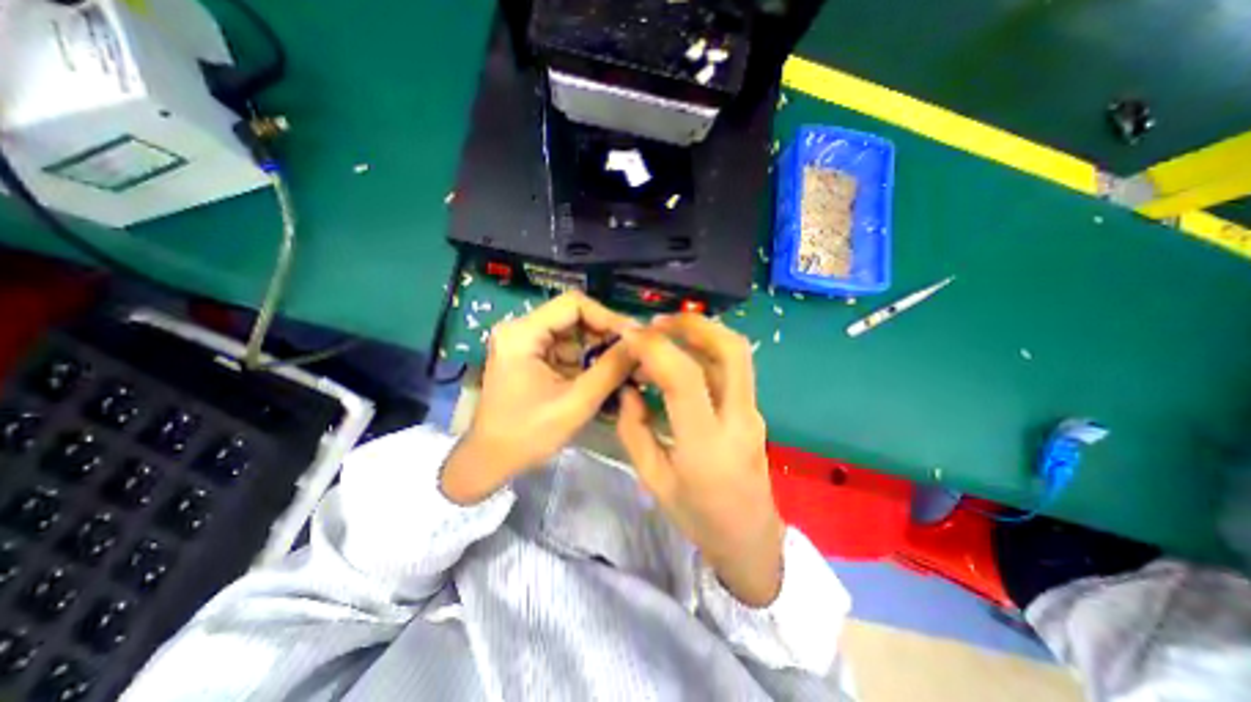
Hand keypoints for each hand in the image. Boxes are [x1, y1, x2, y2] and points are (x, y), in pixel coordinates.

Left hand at [439, 292, 636, 502]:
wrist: (491, 461)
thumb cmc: (528, 435)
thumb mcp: (576, 403)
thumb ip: (610, 370)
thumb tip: (640, 344)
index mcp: (523, 334)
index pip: (574, 304)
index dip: (608, 317)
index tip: (633, 338)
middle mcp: (521, 329)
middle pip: (574, 318)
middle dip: (606, 336)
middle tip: (633, 355)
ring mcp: (526, 343)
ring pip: (574, 334)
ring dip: (599, 350)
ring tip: (625, 368)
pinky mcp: (532, 357)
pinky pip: (567, 350)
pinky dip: (588, 361)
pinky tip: (606, 377)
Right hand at [614, 315, 778, 604]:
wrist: (751, 540)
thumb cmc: (698, 517)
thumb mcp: (653, 480)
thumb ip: (634, 430)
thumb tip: (629, 389)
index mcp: (706, 445)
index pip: (684, 378)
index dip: (655, 348)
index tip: (629, 337)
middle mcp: (738, 420)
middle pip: (730, 349)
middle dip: (694, 324)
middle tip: (659, 322)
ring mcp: (753, 413)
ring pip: (737, 353)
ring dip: (702, 332)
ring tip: (666, 334)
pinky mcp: (754, 410)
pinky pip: (733, 368)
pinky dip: (707, 350)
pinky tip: (682, 357)